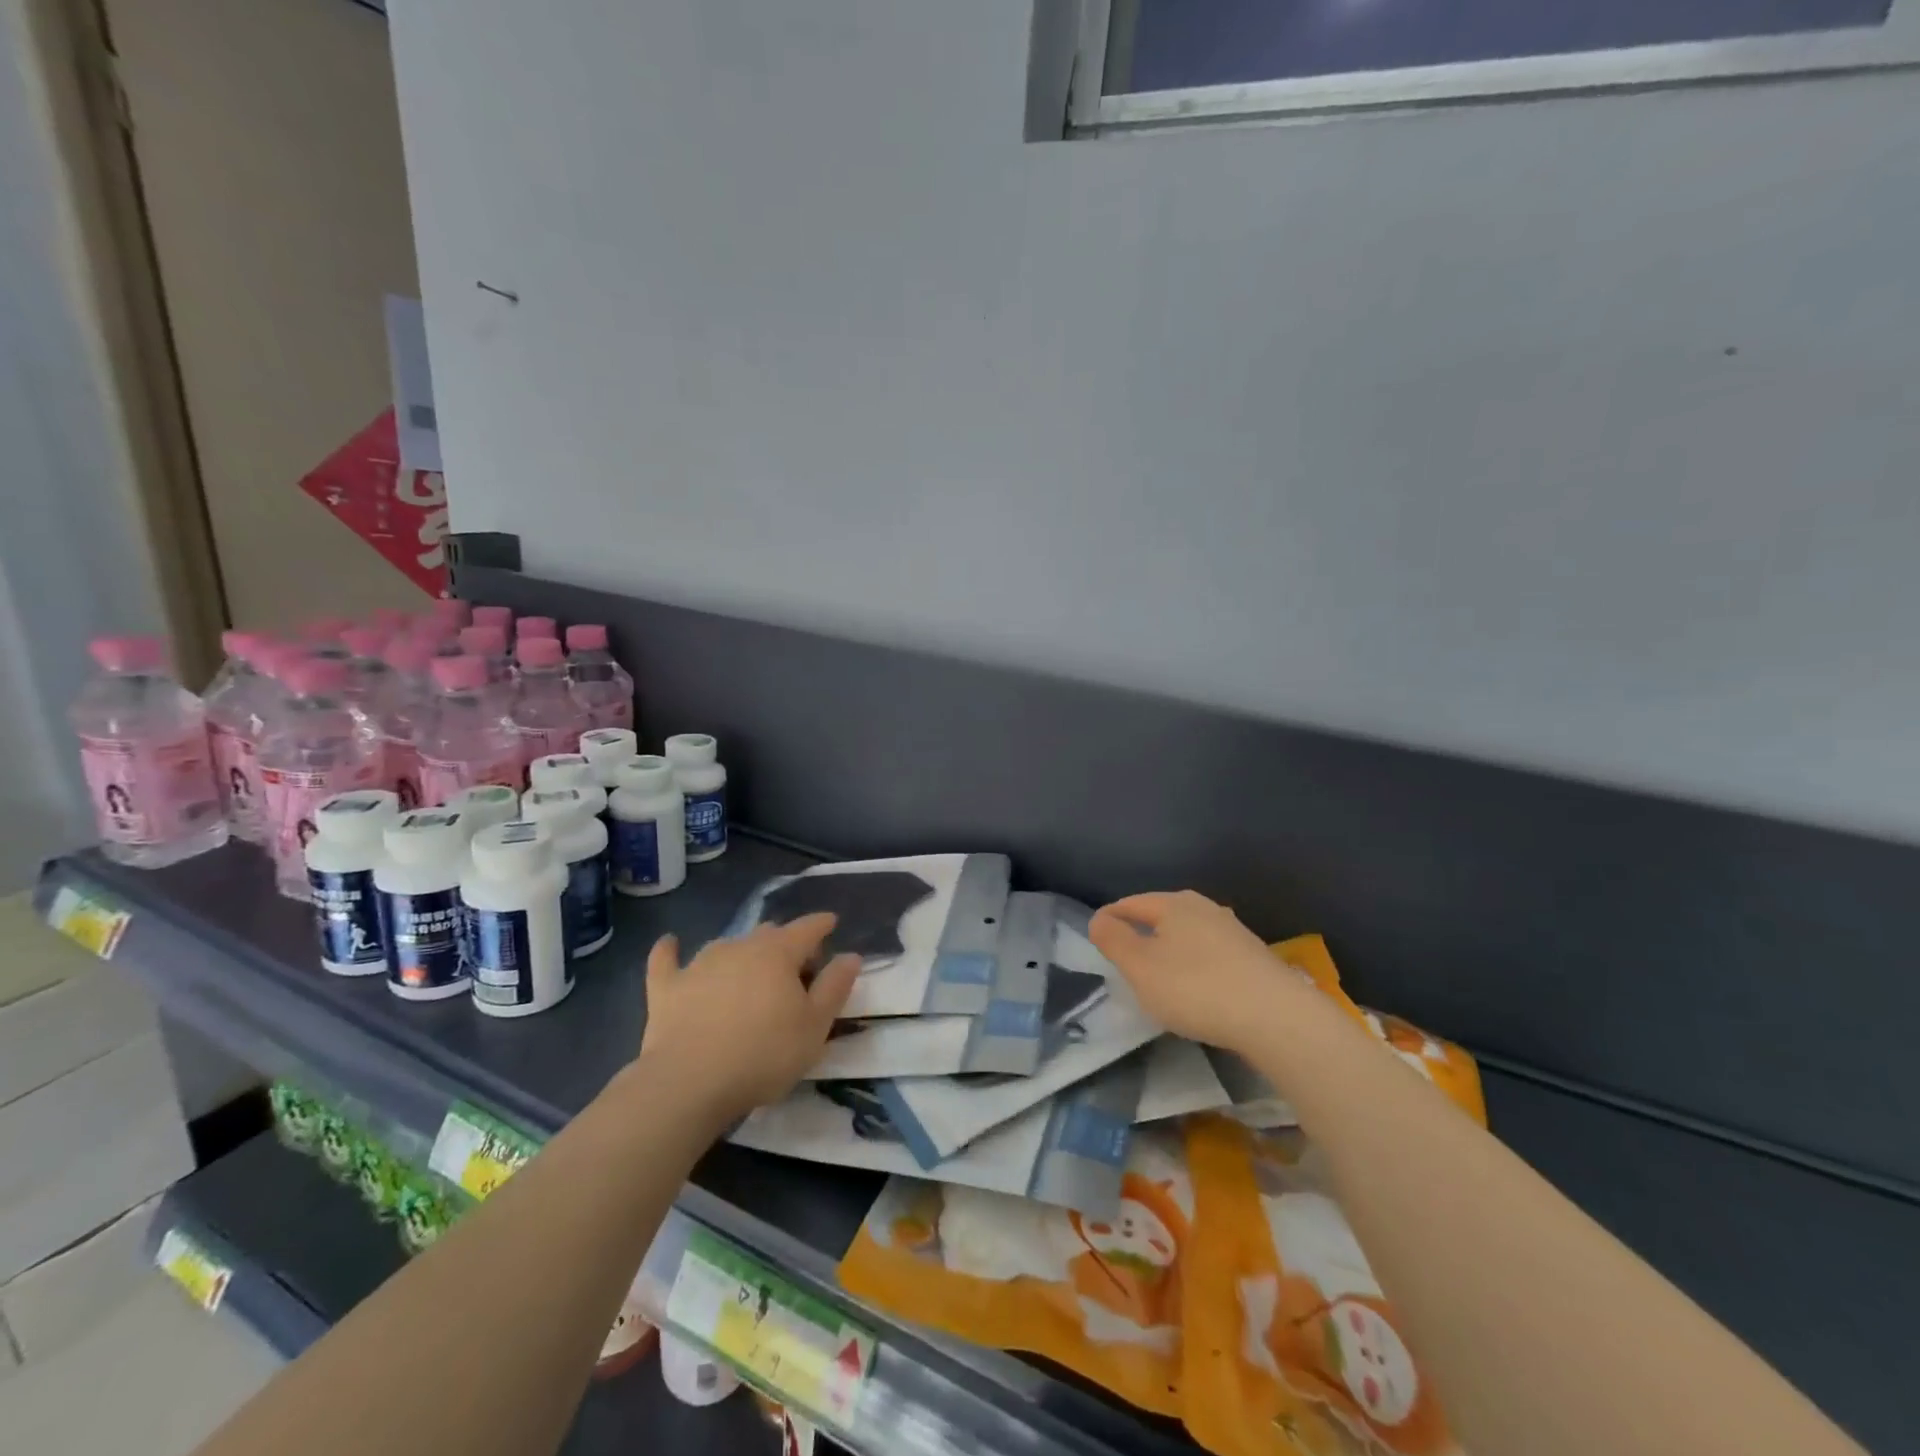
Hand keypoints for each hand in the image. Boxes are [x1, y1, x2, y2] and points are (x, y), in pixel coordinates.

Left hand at [637, 913, 859, 1122]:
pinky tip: (669, 942)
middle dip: (784, 944)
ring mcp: (699, 964)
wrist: (689, 1083)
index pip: (807, 928)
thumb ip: (835, 987)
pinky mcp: (666, 987)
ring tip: (748, 974)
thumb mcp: (815, 1027)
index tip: (831, 924)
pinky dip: (670, 950)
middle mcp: (740, 946)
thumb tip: (850, 955)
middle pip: (768, 934)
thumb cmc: (763, 1054)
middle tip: (794, 972)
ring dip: (741, 953)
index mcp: (779, 953)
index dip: (822, 924)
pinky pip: (666, 959)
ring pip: (727, 945)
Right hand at [1089, 890, 1302, 1055]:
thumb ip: (1114, 940)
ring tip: (1158, 976)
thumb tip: (1099, 919)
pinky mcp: (1253, 957)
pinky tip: (1196, 989)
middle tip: (1124, 960)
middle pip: (1160, 915)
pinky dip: (1194, 966)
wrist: (1276, 1018)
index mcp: (1173, 903)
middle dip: (1140, 933)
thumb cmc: (1196, 989)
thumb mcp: (1140, 967)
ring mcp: (1233, 931)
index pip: (1130, 903)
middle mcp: (1204, 908)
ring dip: (1169, 951)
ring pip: (1187, 935)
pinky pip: (1209, 954)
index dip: (1109, 920)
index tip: (1097, 941)